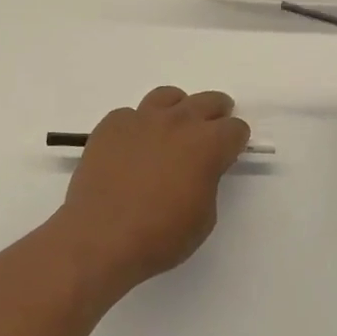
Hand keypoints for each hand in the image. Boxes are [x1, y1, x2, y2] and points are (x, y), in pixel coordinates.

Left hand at [50, 87, 249, 294]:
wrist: (100, 238)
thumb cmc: (160, 236)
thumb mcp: (203, 216)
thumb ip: (208, 180)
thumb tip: (199, 168)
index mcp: (206, 144)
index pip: (235, 128)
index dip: (235, 140)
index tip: (230, 151)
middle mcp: (177, 122)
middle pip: (207, 101)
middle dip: (215, 113)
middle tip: (213, 125)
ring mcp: (141, 119)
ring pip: (167, 97)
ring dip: (177, 109)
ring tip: (172, 128)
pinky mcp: (111, 125)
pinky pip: (130, 115)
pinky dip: (137, 127)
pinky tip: (132, 148)